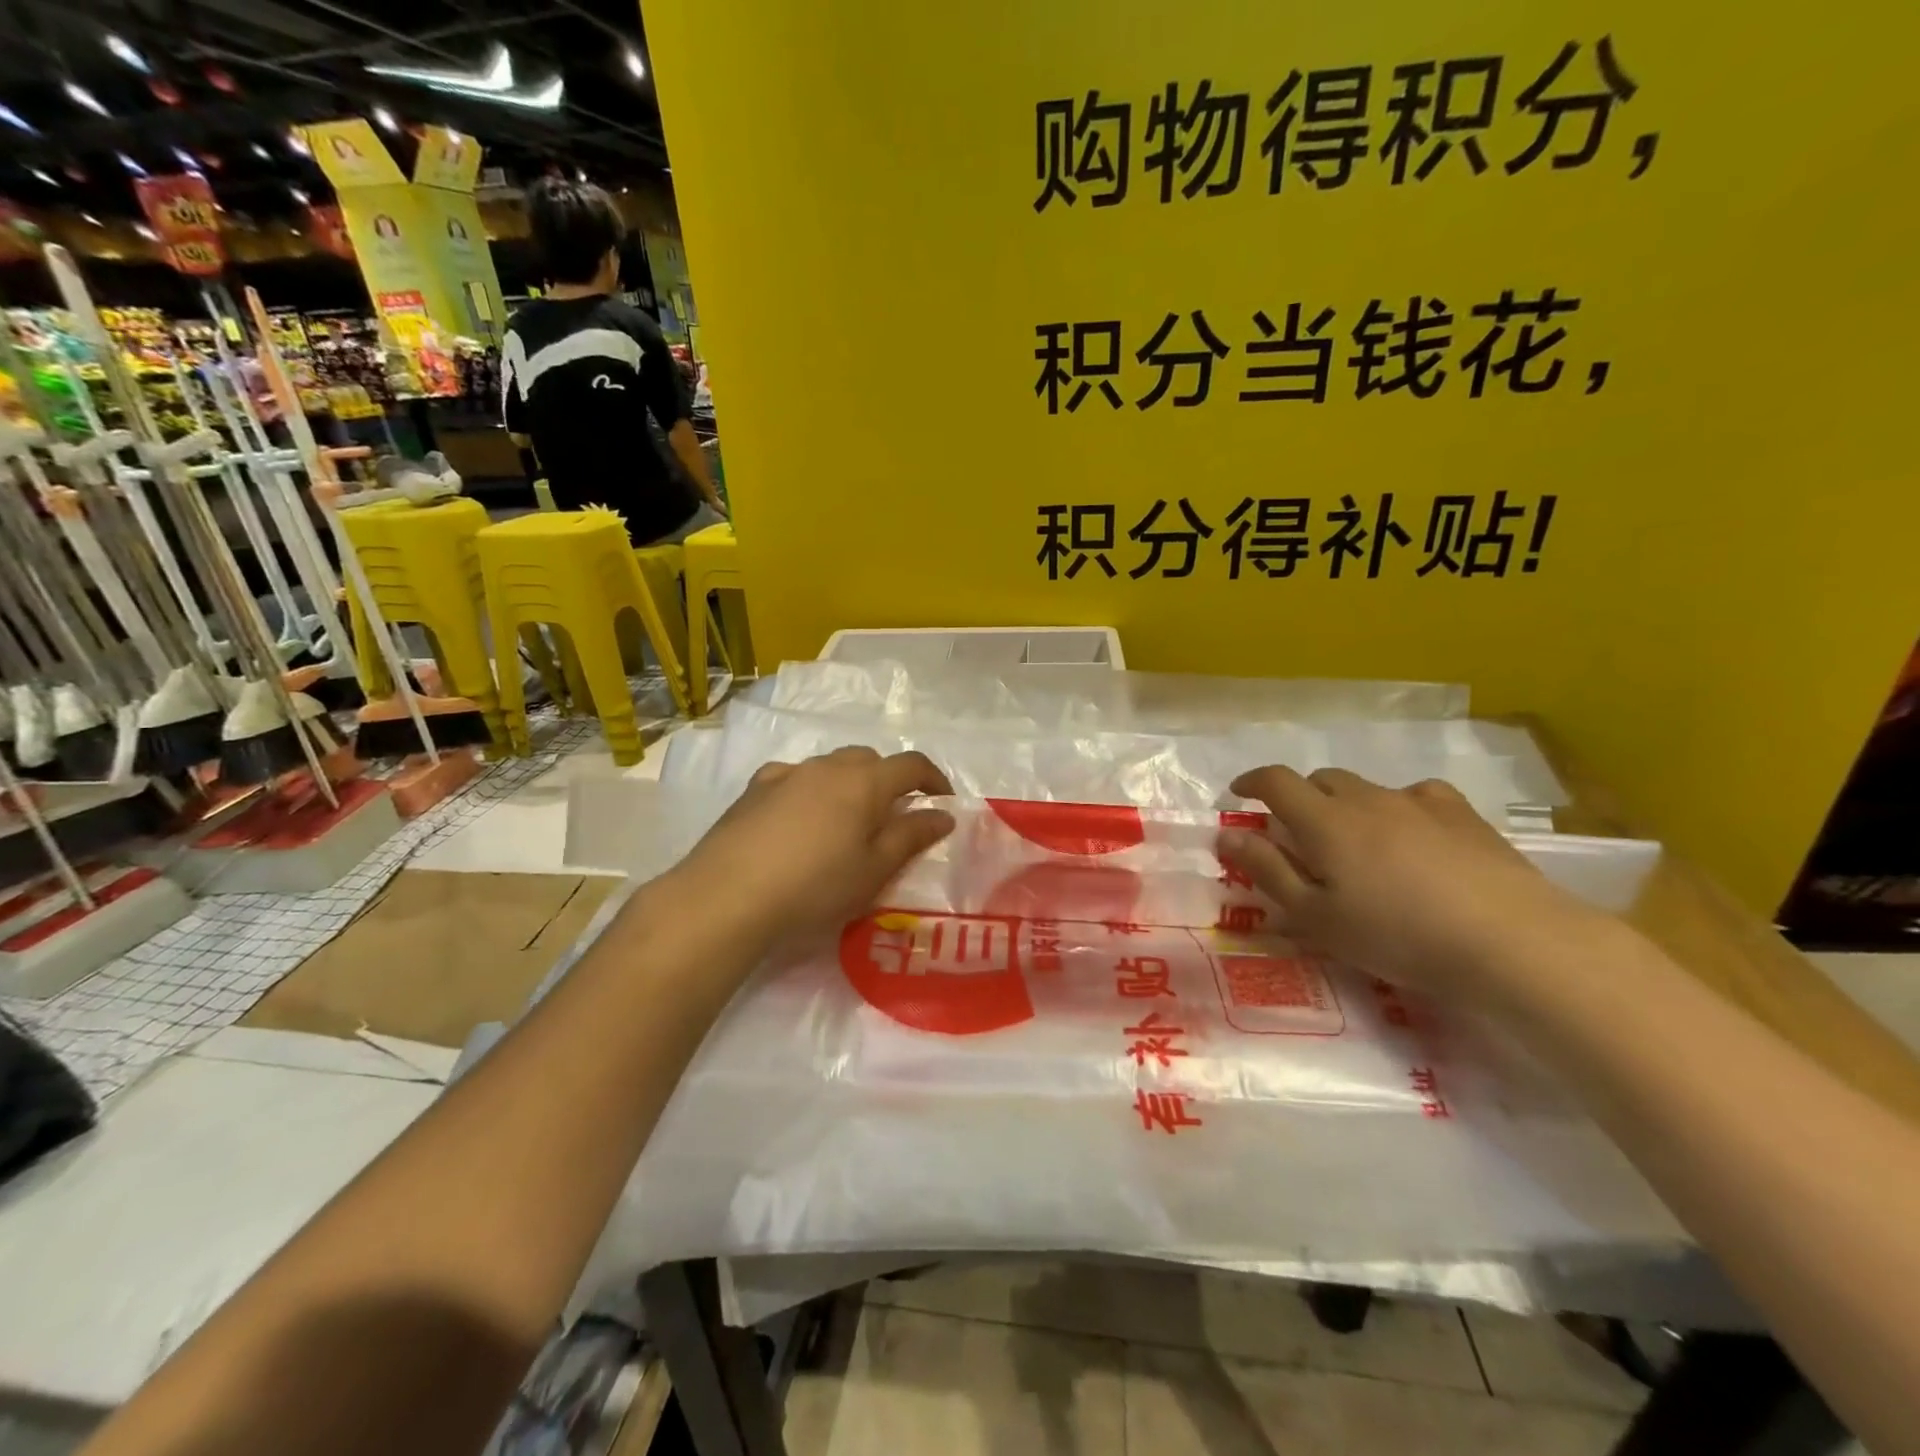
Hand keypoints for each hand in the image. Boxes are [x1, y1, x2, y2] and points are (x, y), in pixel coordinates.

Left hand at [672, 747, 954, 950]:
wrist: (727, 895)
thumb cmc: (815, 886)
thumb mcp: (873, 869)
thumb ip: (911, 837)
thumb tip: (943, 814)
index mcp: (864, 782)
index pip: (911, 765)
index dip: (933, 778)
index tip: (942, 800)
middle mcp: (827, 766)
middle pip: (870, 760)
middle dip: (889, 780)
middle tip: (893, 816)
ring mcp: (787, 773)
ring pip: (831, 766)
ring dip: (849, 783)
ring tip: (845, 820)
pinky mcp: (754, 789)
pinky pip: (795, 777)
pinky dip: (810, 790)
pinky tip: (800, 819)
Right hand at [1219, 766, 1601, 998]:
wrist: (1511, 941)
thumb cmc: (1397, 935)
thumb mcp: (1316, 916)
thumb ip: (1267, 871)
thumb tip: (1227, 834)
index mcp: (1324, 821)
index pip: (1275, 781)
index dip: (1251, 782)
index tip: (1239, 794)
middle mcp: (1366, 798)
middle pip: (1320, 779)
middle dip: (1298, 796)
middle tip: (1296, 832)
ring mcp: (1418, 802)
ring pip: (1366, 787)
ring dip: (1347, 804)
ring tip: (1356, 841)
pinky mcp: (1462, 815)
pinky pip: (1416, 796)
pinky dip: (1397, 808)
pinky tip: (1413, 835)